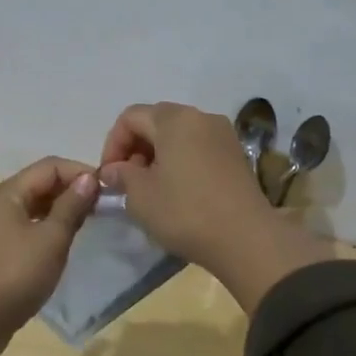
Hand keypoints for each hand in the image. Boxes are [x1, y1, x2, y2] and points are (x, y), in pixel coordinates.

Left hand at [0, 157, 99, 339]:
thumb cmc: (15, 275)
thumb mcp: (51, 239)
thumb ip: (71, 206)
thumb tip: (88, 178)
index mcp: (5, 192)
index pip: (49, 166)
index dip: (80, 172)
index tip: (106, 190)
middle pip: (37, 184)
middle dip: (69, 190)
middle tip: (100, 208)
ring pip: (29, 207)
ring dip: (57, 210)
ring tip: (84, 224)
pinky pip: (20, 227)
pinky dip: (42, 227)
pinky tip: (58, 244)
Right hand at [98, 102, 332, 310]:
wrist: (246, 239)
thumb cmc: (185, 211)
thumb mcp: (141, 196)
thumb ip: (122, 175)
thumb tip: (115, 169)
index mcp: (174, 119)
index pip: (130, 117)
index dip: (113, 144)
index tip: (109, 175)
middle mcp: (201, 117)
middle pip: (156, 121)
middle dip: (135, 148)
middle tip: (127, 181)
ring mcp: (223, 135)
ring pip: (179, 135)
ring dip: (158, 156)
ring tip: (151, 188)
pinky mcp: (237, 155)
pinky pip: (198, 148)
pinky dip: (181, 161)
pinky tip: (177, 191)